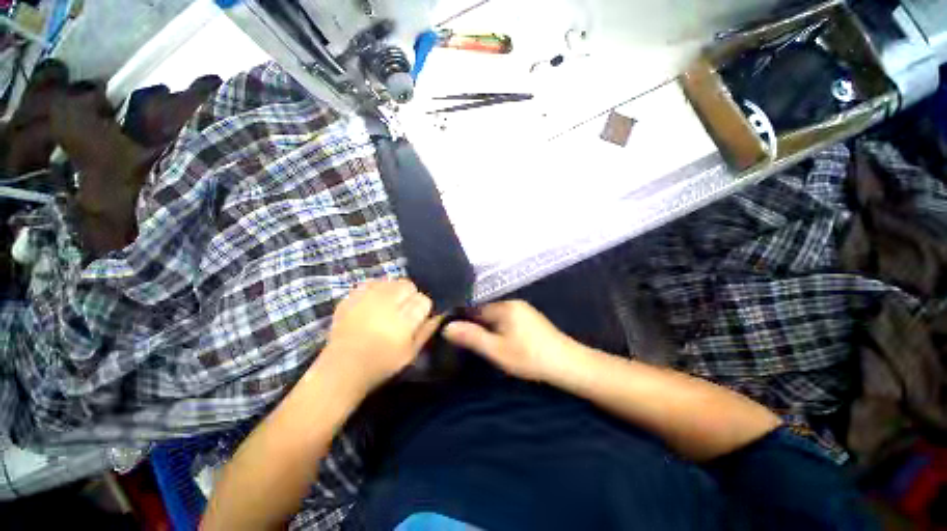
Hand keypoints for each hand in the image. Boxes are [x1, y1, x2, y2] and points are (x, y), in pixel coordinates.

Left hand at [319, 279, 439, 395]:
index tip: (418, 317)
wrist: (342, 368)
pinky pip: (372, 282)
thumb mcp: (410, 354)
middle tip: (403, 310)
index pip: (423, 300)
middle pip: (408, 285)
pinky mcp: (351, 297)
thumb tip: (439, 315)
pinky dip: (377, 288)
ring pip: (391, 281)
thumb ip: (426, 331)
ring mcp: (366, 299)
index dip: (423, 308)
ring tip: (389, 305)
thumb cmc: (381, 365)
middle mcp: (385, 305)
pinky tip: (375, 301)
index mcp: (402, 323)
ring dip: (394, 291)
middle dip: (410, 295)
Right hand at [442, 300, 576, 381]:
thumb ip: (472, 337)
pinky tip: (501, 342)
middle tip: (467, 344)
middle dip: (476, 325)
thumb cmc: (529, 357)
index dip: (463, 320)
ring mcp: (524, 310)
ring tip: (482, 345)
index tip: (452, 333)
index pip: (475, 309)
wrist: (568, 364)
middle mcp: (514, 303)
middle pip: (486, 312)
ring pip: (497, 317)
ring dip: (488, 328)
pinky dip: (500, 329)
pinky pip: (507, 320)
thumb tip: (446, 326)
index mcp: (504, 307)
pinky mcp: (531, 319)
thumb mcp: (497, 350)